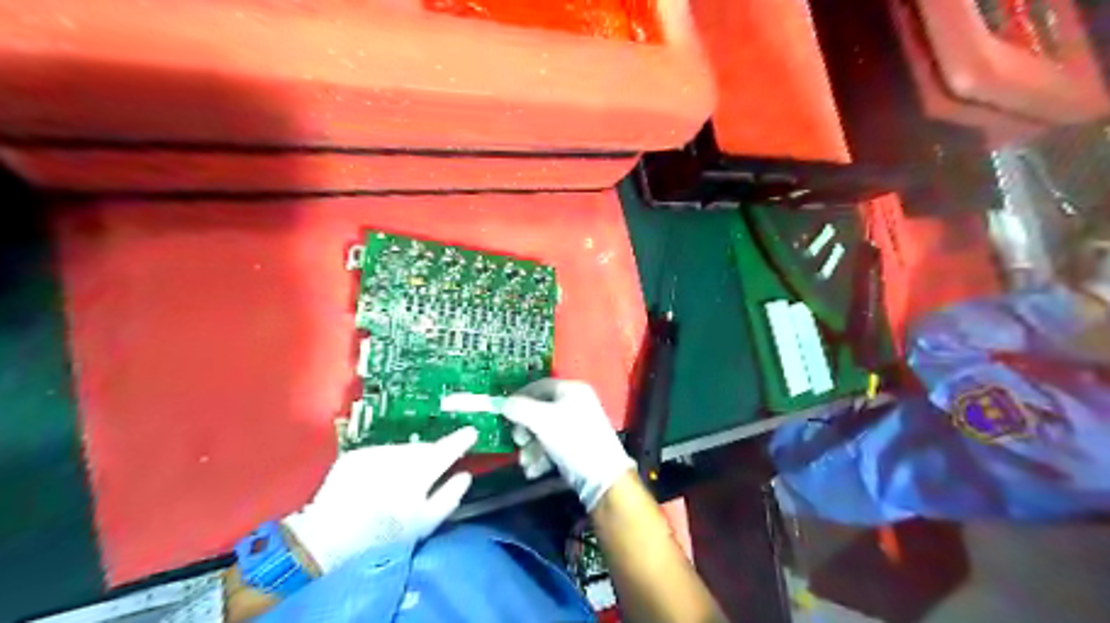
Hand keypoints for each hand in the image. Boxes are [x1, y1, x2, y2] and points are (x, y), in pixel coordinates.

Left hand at [282, 427, 473, 571]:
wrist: (327, 541)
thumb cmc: (384, 536)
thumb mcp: (426, 523)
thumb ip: (450, 495)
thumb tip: (465, 474)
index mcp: (419, 472)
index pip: (447, 448)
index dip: (461, 440)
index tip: (472, 432)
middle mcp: (398, 456)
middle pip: (423, 448)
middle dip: (431, 454)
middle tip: (434, 467)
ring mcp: (374, 453)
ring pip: (401, 450)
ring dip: (408, 458)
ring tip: (402, 481)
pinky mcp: (354, 456)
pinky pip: (380, 454)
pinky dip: (385, 463)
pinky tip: (378, 482)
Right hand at [505, 379, 632, 510]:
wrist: (601, 475)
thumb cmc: (572, 438)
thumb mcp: (542, 420)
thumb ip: (520, 409)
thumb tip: (503, 403)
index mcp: (572, 390)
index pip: (540, 386)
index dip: (520, 396)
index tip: (504, 410)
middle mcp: (575, 404)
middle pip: (539, 410)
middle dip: (524, 429)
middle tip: (518, 441)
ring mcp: (576, 426)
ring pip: (544, 432)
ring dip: (530, 448)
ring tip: (525, 462)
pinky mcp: (575, 447)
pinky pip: (552, 446)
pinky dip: (541, 457)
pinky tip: (533, 471)